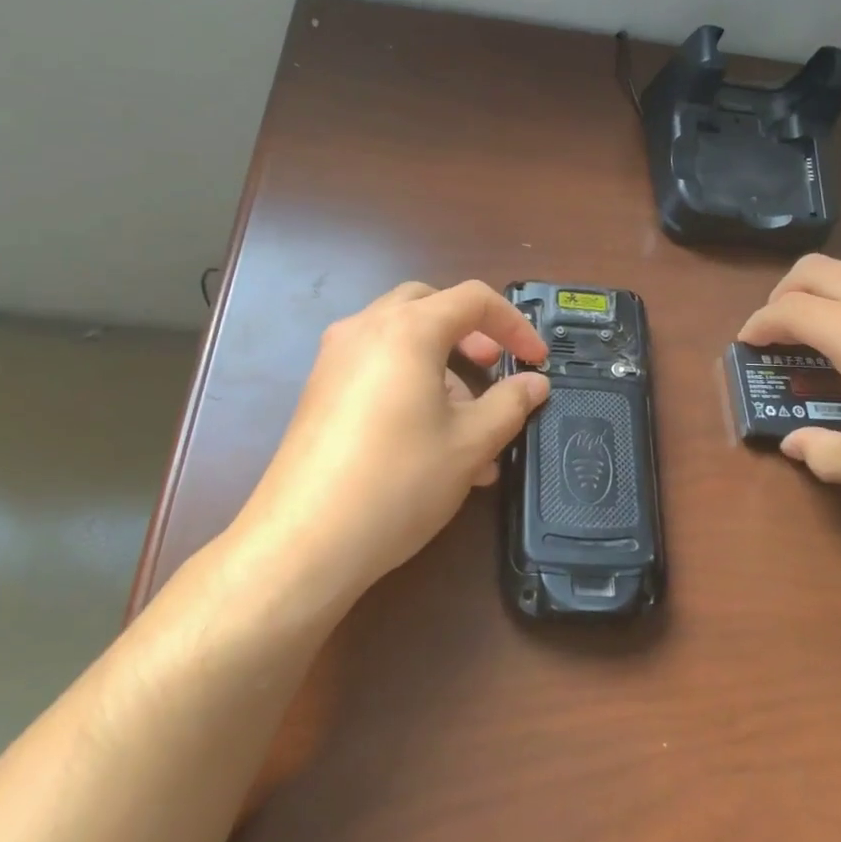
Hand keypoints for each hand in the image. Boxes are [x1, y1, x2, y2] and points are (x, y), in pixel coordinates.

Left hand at [228, 280, 550, 608]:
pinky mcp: (320, 390)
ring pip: (401, 338)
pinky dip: (410, 382)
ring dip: (442, 365)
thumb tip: (535, 383)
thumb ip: (510, 404)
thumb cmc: (398, 480)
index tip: (537, 360)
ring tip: (470, 426)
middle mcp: (366, 328)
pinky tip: (430, 441)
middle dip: (471, 333)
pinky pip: (376, 366)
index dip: (514, 324)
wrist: (303, 542)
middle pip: (430, 306)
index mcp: (408, 328)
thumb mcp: (470, 443)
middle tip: (493, 368)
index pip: (473, 299)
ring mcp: (336, 358)